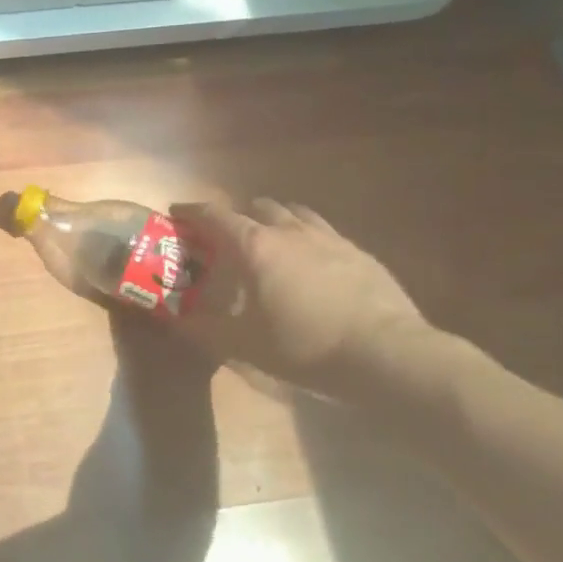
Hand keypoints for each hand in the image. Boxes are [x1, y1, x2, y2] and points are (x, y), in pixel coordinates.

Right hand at [171, 198, 430, 388]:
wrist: (386, 355)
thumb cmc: (304, 346)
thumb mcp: (243, 345)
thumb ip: (204, 329)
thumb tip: (176, 320)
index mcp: (255, 246)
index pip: (214, 216)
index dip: (192, 212)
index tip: (177, 214)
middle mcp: (289, 231)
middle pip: (258, 207)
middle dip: (238, 216)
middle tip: (228, 237)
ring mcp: (329, 239)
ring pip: (295, 213)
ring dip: (276, 220)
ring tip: (271, 241)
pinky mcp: (360, 253)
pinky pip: (325, 232)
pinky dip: (308, 238)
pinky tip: (313, 263)